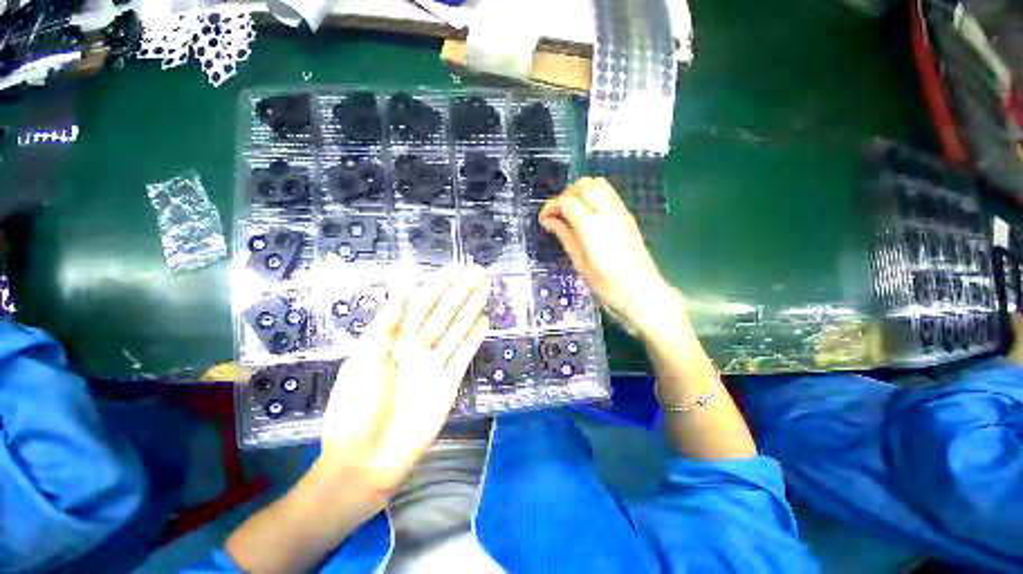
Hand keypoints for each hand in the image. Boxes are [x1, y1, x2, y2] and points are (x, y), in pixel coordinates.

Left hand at [317, 265, 490, 494]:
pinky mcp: (449, 382)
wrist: (365, 461)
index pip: (420, 304)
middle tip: (478, 272)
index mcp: (394, 340)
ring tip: (485, 289)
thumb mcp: (360, 363)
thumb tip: (401, 295)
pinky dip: (474, 338)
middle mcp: (417, 347)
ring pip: (457, 329)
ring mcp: (435, 364)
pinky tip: (484, 321)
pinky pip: (464, 354)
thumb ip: (383, 328)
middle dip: (460, 291)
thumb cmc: (354, 410)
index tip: (453, 268)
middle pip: (443, 312)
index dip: (437, 285)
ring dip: (471, 309)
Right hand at [539, 177, 682, 335]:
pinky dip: (593, 194)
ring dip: (580, 192)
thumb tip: (549, 221)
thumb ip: (564, 235)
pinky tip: (588, 214)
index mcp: (590, 226)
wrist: (640, 289)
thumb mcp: (579, 261)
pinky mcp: (627, 214)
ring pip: (597, 184)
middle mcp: (606, 211)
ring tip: (572, 212)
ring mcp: (619, 210)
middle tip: (558, 215)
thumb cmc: (605, 282)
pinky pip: (608, 192)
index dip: (551, 207)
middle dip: (565, 196)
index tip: (544, 220)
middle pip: (582, 186)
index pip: (566, 202)